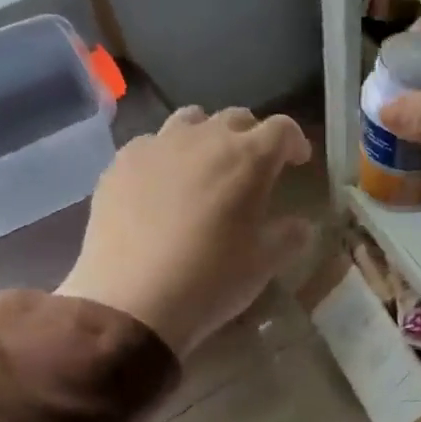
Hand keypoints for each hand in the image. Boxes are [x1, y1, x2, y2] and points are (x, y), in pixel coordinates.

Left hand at [56, 106, 312, 356]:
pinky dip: (166, 156)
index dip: (294, 142)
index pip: (281, 129)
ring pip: (190, 121)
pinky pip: (151, 144)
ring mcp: (157, 146)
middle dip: (252, 137)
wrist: (132, 302)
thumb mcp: (265, 263)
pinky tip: (162, 185)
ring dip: (207, 136)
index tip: (297, 162)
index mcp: (248, 159)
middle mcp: (204, 139)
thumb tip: (299, 225)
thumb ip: (290, 236)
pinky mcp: (121, 163)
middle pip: (236, 119)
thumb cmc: (211, 280)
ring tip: (206, 166)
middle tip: (254, 167)